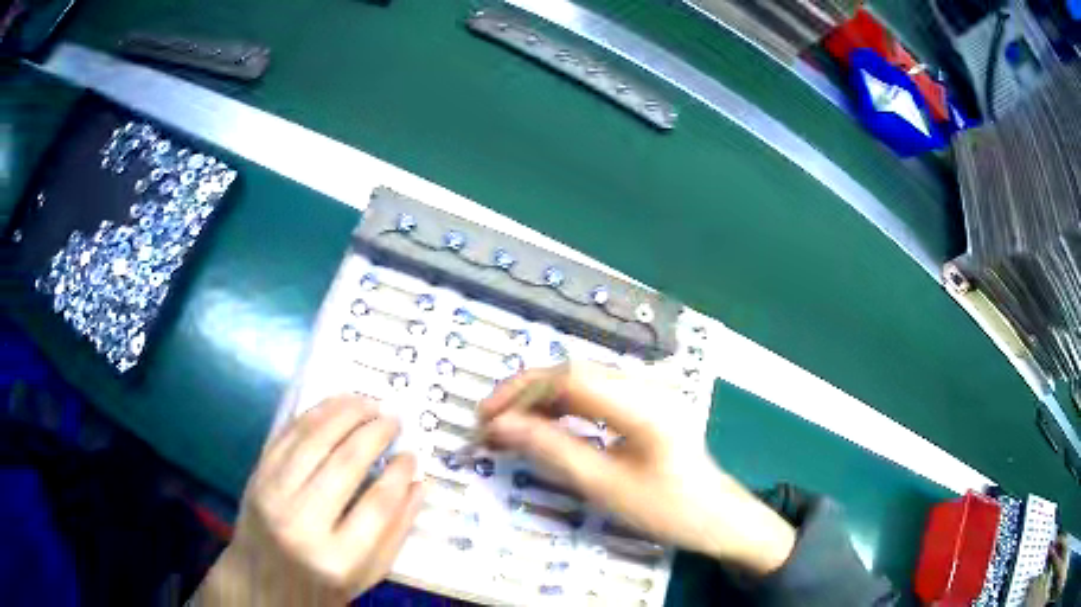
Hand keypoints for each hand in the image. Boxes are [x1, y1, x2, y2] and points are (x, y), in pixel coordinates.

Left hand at [195, 396, 423, 605]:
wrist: (259, 582)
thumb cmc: (320, 586)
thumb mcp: (366, 574)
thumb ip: (395, 533)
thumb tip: (419, 484)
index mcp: (337, 558)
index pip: (377, 504)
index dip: (399, 474)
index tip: (412, 455)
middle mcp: (301, 522)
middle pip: (345, 463)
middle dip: (375, 433)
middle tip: (394, 419)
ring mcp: (273, 494)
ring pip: (314, 439)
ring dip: (345, 412)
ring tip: (369, 402)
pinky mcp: (258, 476)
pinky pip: (288, 435)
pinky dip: (314, 414)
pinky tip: (335, 405)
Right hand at [478, 363, 795, 575]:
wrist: (718, 517)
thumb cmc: (667, 510)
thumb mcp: (604, 487)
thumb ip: (552, 450)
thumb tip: (501, 427)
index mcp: (641, 405)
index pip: (568, 378)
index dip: (520, 392)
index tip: (485, 417)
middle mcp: (646, 386)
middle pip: (573, 373)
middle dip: (525, 395)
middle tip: (488, 424)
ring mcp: (649, 392)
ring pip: (582, 382)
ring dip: (541, 401)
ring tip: (508, 427)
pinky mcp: (647, 404)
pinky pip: (597, 396)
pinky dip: (564, 409)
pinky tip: (544, 427)